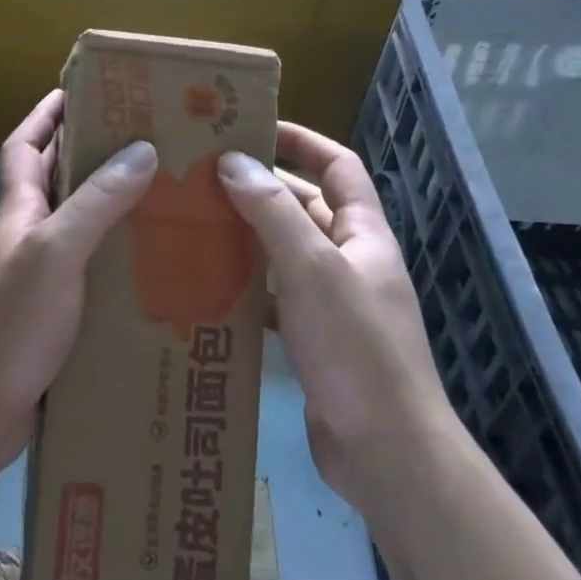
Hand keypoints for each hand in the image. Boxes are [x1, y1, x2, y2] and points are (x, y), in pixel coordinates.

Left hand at [0, 90, 157, 468]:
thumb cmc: (12, 321)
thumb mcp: (56, 252)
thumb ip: (96, 202)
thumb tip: (142, 149)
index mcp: (21, 210)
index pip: (26, 145)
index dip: (46, 114)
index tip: (79, 89)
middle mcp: (30, 235)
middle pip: (56, 179)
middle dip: (90, 152)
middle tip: (144, 138)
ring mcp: (43, 275)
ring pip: (80, 223)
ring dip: (112, 204)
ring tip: (162, 191)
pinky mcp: (60, 311)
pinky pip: (94, 267)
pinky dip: (119, 255)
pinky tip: (154, 261)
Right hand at [217, 123, 457, 511]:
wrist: (386, 453)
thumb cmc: (355, 349)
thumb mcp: (312, 270)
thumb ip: (273, 213)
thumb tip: (233, 161)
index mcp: (363, 235)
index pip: (338, 166)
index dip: (303, 140)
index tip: (255, 126)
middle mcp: (351, 261)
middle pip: (305, 207)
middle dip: (260, 189)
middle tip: (203, 177)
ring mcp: (333, 303)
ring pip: (285, 254)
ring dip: (247, 238)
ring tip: (194, 224)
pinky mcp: (314, 340)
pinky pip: (275, 298)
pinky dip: (246, 288)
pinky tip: (208, 287)